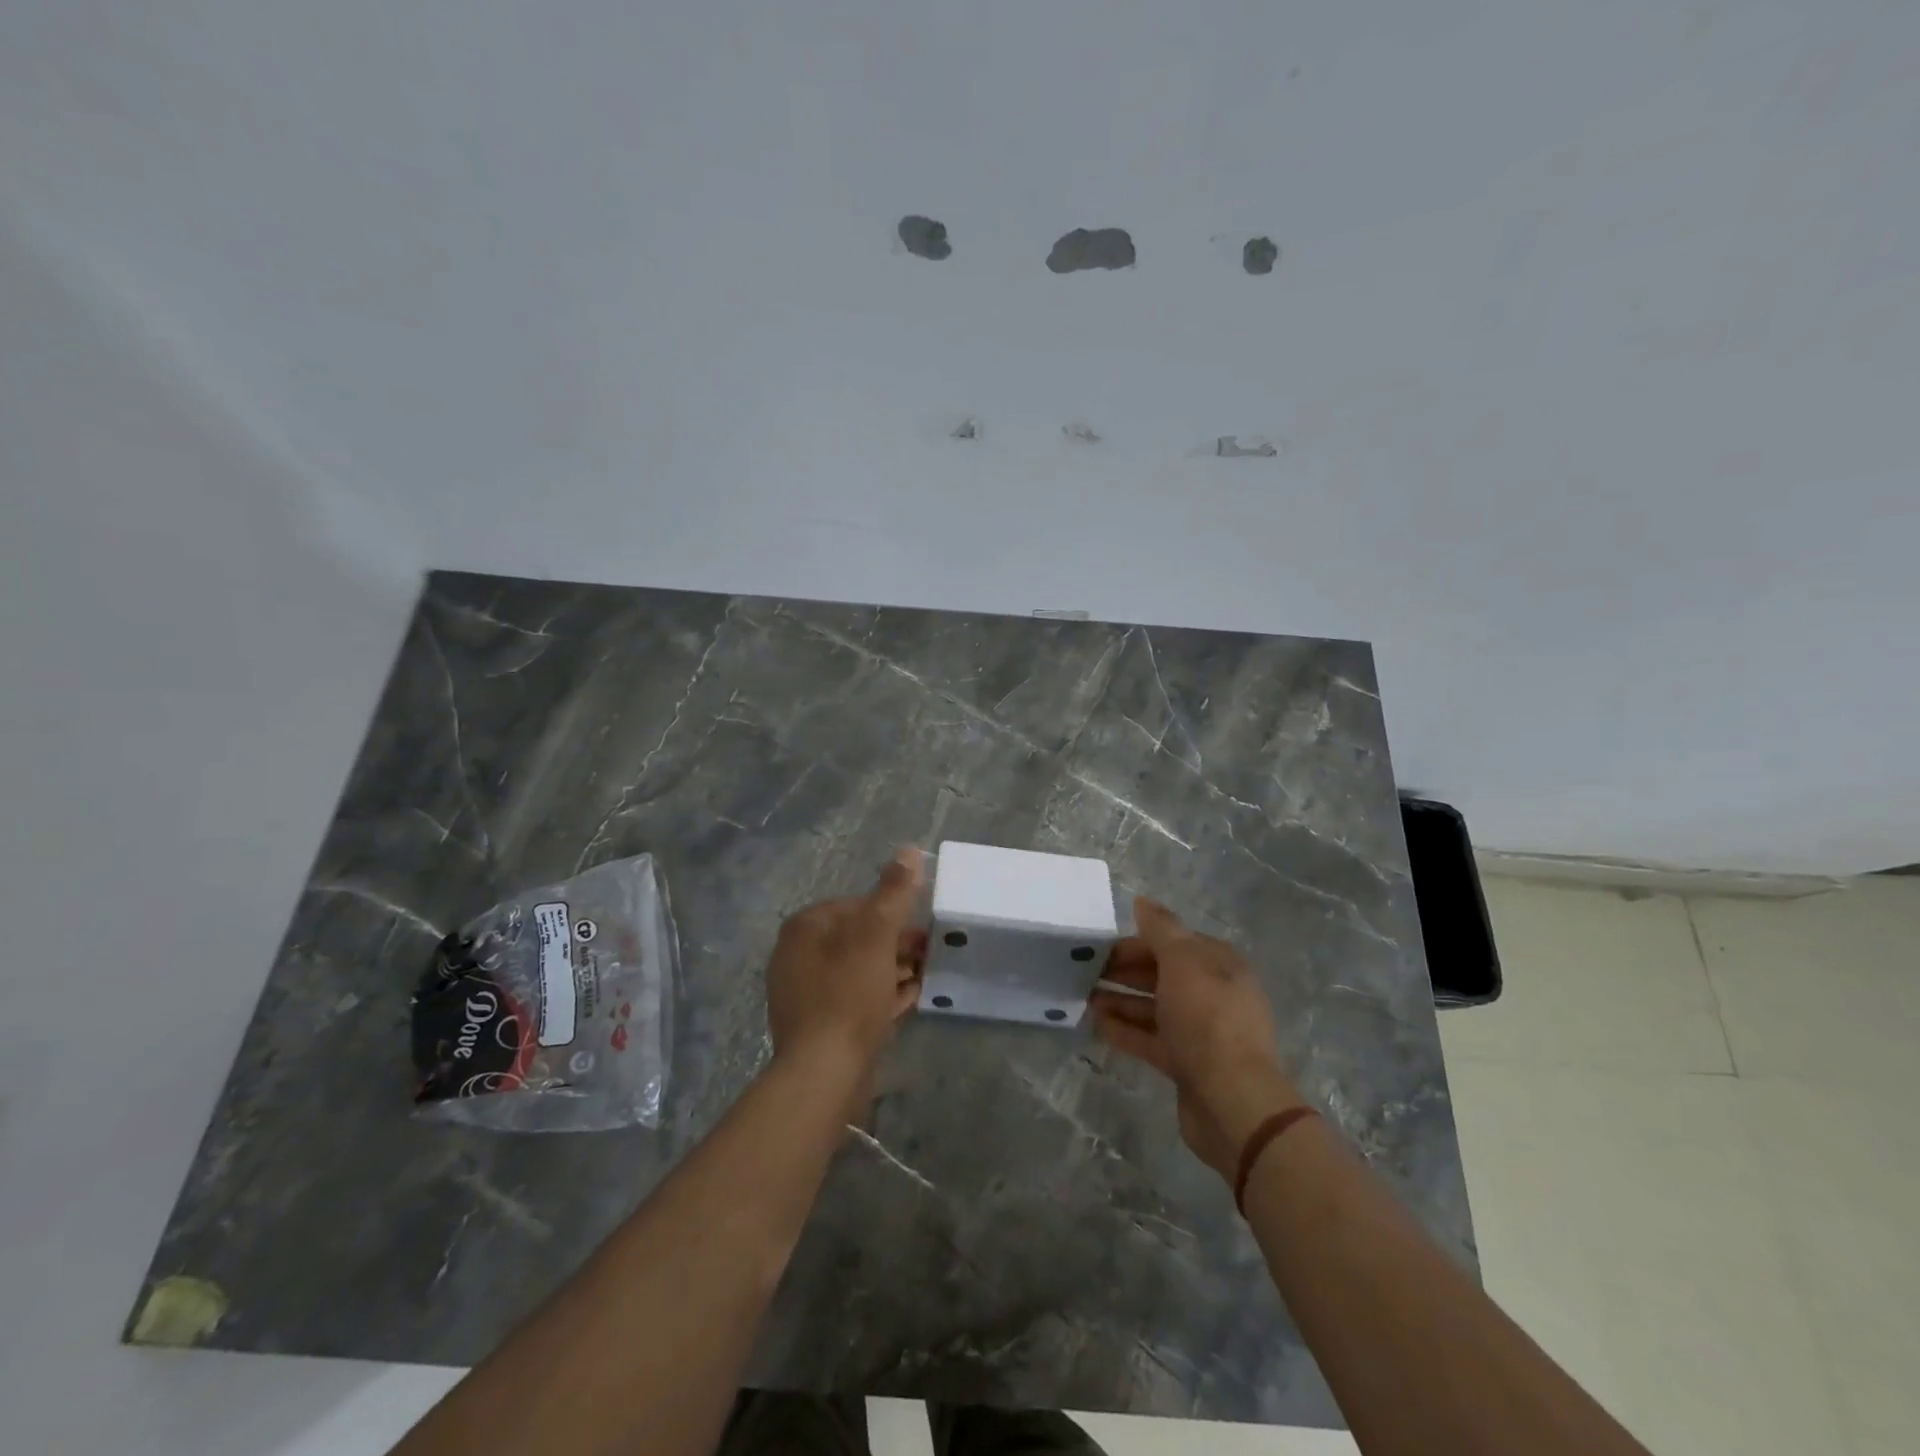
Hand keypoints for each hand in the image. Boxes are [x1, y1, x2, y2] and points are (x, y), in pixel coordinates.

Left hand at [765, 847, 927, 1086]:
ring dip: (892, 970)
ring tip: (925, 976)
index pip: (855, 905)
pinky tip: (910, 1000)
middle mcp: (797, 957)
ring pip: (858, 970)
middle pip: (857, 939)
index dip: (892, 913)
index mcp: (805, 929)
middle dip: (895, 944)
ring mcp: (805, 994)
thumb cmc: (849, 994)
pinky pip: (855, 1000)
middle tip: (929, 953)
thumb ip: (894, 892)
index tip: (920, 928)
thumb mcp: (877, 935)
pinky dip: (882, 996)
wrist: (824, 1074)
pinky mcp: (818, 1027)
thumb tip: (909, 850)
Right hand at [1090, 898, 1305, 1179]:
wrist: (1231, 1099)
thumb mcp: (1182, 961)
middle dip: (1125, 971)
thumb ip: (1160, 929)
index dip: (1138, 942)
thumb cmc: (1206, 1018)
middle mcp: (1213, 994)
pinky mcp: (1188, 1064)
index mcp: (1219, 965)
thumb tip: (1142, 901)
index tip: (1102, 947)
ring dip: (1121, 1000)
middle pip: (1162, 974)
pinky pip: (1152, 1039)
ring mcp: (1201, 1032)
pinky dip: (1126, 1030)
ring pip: (1155, 1007)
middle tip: (1086, 972)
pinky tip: (1098, 1025)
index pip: (1173, 943)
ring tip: (1085, 998)